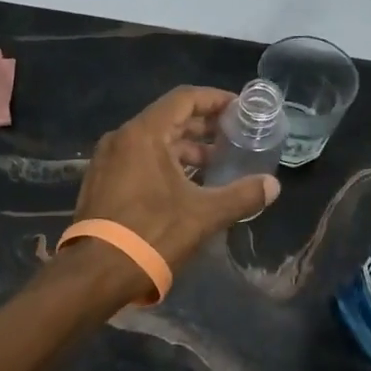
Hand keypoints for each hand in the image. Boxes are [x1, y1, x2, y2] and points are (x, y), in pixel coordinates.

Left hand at [74, 87, 279, 273]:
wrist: (98, 272)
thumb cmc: (152, 233)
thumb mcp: (204, 214)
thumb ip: (242, 195)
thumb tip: (273, 186)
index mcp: (143, 134)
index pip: (184, 99)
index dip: (215, 100)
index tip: (239, 110)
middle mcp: (120, 138)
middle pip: (168, 118)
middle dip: (202, 127)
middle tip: (233, 137)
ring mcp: (106, 161)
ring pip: (152, 142)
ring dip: (184, 148)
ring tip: (214, 164)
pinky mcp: (101, 182)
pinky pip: (138, 160)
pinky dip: (164, 163)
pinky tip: (185, 185)